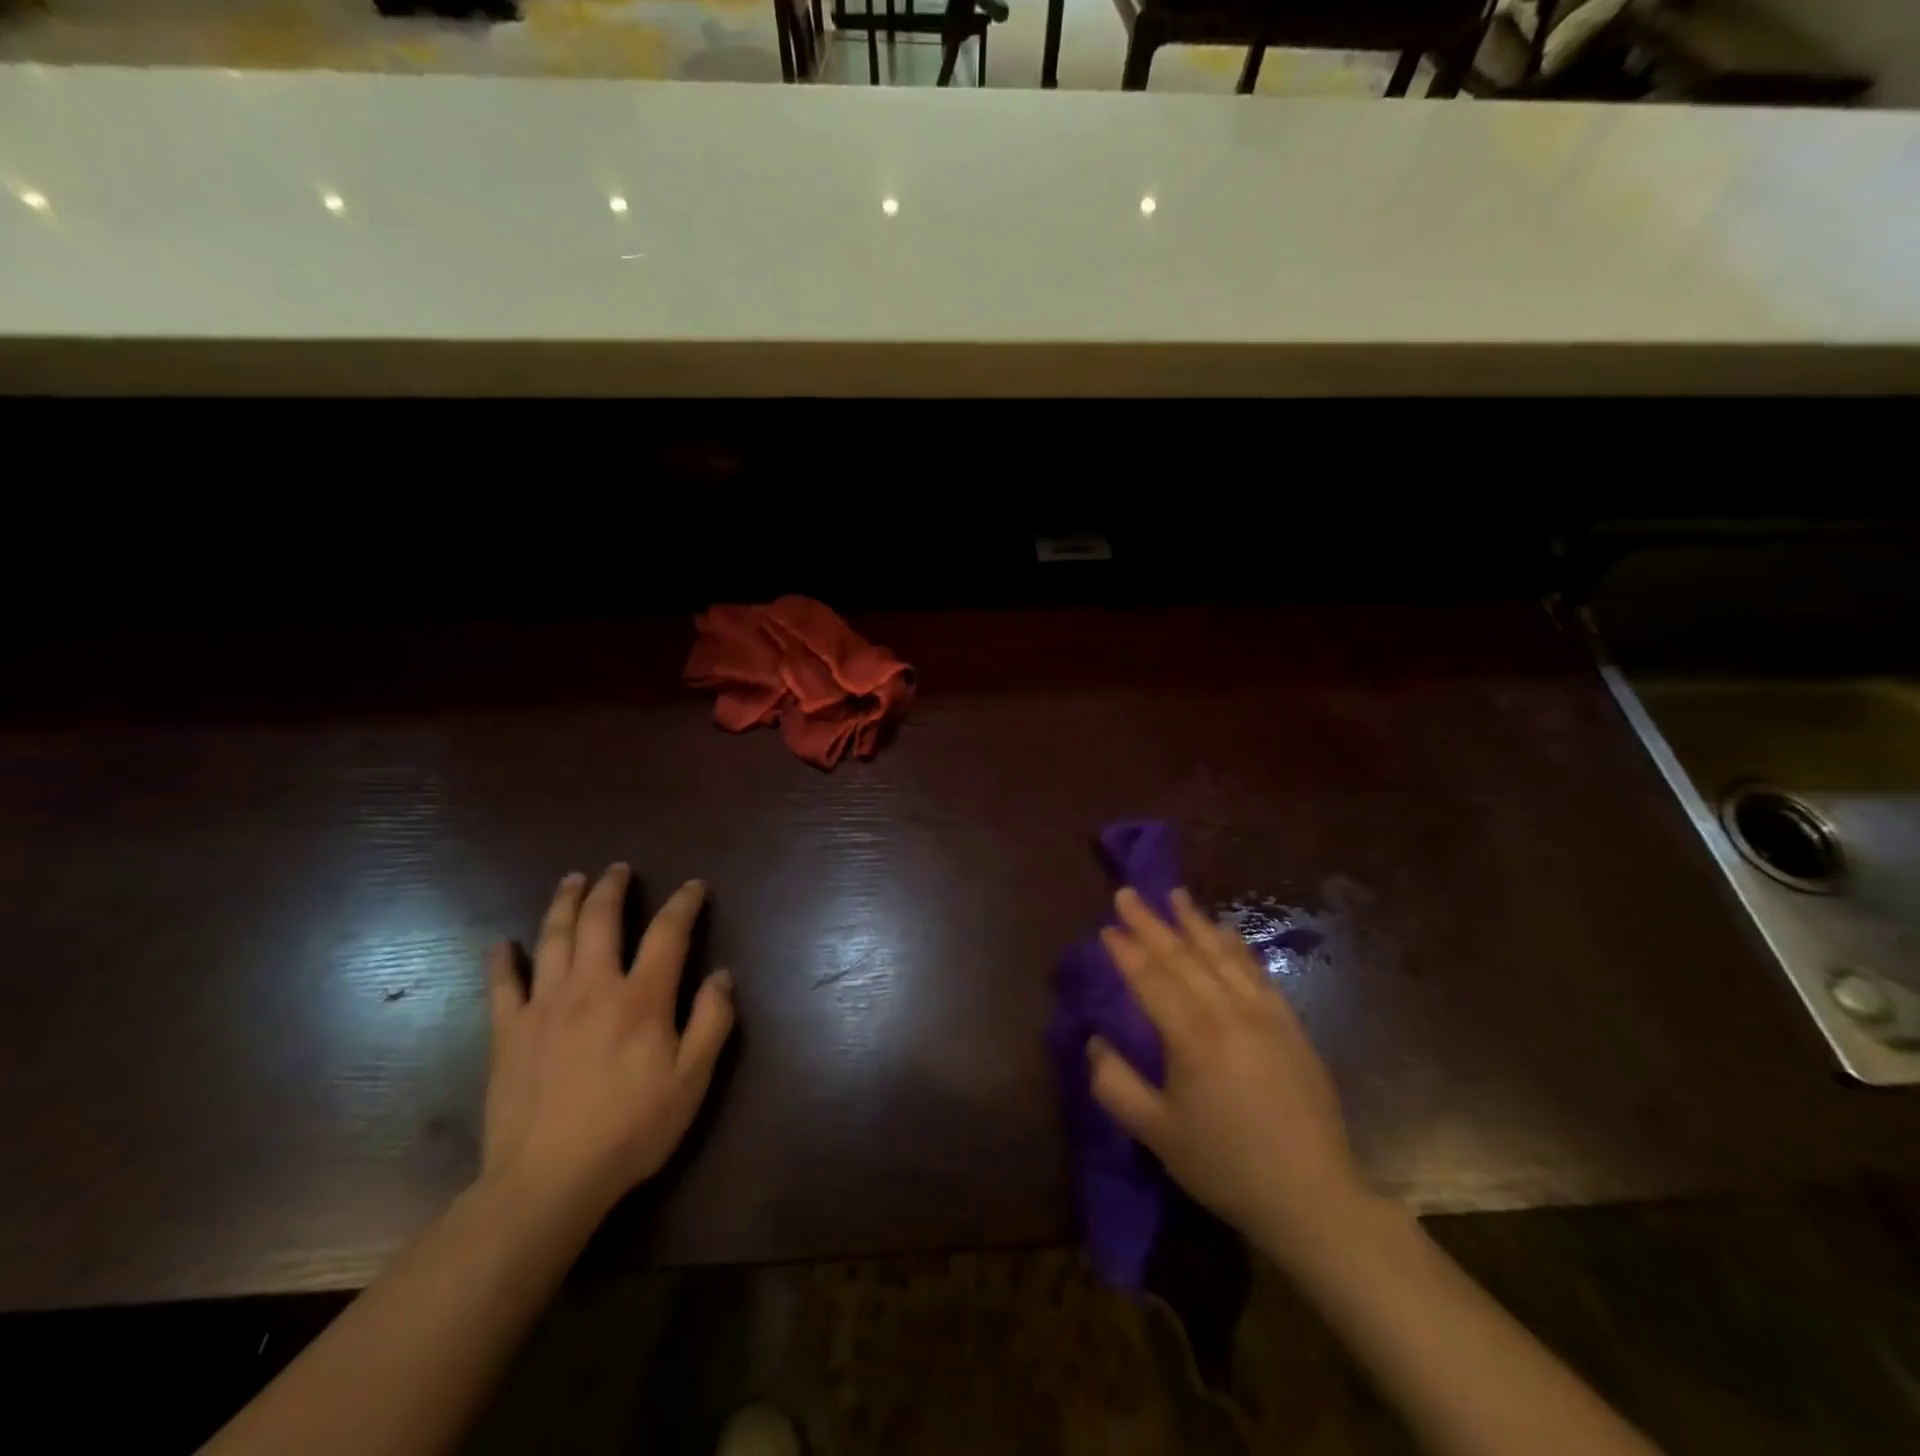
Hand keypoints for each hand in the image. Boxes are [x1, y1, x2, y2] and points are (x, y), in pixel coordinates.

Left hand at [481, 865, 734, 1225]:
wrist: (547, 1182)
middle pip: (601, 921)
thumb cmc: (630, 1130)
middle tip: (618, 869)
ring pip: (554, 939)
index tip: (693, 886)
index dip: (683, 903)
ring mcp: (544, 1006)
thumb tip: (721, 974)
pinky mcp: (509, 1033)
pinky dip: (501, 960)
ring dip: (564, 904)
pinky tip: (501, 944)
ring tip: (572, 881)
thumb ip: (712, 1022)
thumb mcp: (692, 1080)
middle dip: (612, 889)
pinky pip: (502, 985)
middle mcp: (592, 987)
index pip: (668, 932)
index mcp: (642, 998)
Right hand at [1089, 886, 1368, 1264]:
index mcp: (1193, 1037)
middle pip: (1182, 956)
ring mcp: (1264, 1013)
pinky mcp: (1289, 1023)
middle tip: (1127, 894)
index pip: (1151, 980)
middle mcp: (1228, 1012)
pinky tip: (1224, 931)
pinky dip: (1235, 946)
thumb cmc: (1226, 1165)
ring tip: (1174, 895)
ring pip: (1221, 955)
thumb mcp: (1157, 1133)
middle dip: (1151, 923)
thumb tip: (1095, 1042)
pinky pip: (1256, 971)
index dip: (1127, 951)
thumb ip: (1116, 1084)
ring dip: (1193, 922)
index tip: (1107, 927)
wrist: (1312, 1197)